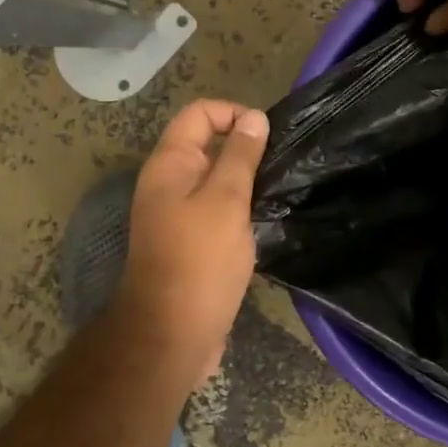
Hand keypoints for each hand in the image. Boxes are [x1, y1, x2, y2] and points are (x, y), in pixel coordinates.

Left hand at [113, 99, 269, 386]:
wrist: (172, 333)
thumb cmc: (200, 260)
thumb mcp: (226, 201)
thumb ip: (240, 156)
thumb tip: (254, 118)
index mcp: (169, 164)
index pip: (199, 113)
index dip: (233, 113)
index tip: (268, 136)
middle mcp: (168, 183)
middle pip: (206, 144)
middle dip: (243, 146)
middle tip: (279, 165)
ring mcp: (176, 214)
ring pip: (213, 179)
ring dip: (244, 180)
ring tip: (277, 190)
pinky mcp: (189, 242)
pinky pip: (215, 210)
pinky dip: (238, 208)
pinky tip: (264, 220)